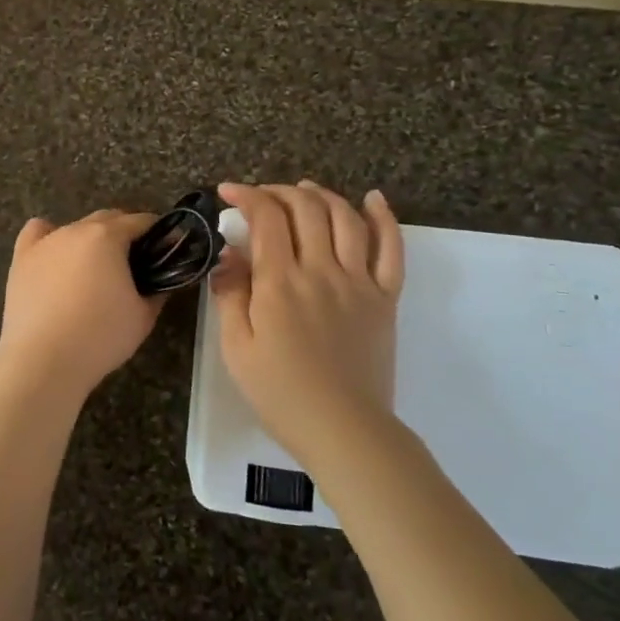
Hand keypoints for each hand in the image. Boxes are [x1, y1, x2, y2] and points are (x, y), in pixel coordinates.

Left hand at [0, 210, 163, 407]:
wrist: (43, 360)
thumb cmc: (100, 337)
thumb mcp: (143, 317)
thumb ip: (157, 292)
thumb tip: (163, 282)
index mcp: (107, 237)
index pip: (139, 221)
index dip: (157, 232)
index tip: (166, 248)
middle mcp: (75, 230)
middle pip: (107, 219)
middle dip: (124, 232)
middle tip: (135, 262)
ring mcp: (45, 242)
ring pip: (74, 228)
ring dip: (90, 239)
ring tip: (95, 268)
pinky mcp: (21, 258)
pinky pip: (37, 233)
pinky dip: (49, 237)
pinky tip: (55, 255)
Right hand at [210, 181, 405, 465]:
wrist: (344, 430)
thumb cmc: (280, 393)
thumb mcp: (236, 348)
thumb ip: (230, 295)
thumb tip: (228, 254)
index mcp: (280, 282)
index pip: (266, 217)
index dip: (246, 195)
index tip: (228, 192)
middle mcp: (321, 270)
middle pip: (305, 209)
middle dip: (279, 192)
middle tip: (261, 197)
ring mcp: (358, 281)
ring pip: (345, 218)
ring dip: (322, 195)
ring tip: (304, 191)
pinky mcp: (385, 298)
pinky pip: (392, 249)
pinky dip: (384, 218)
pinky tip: (373, 199)